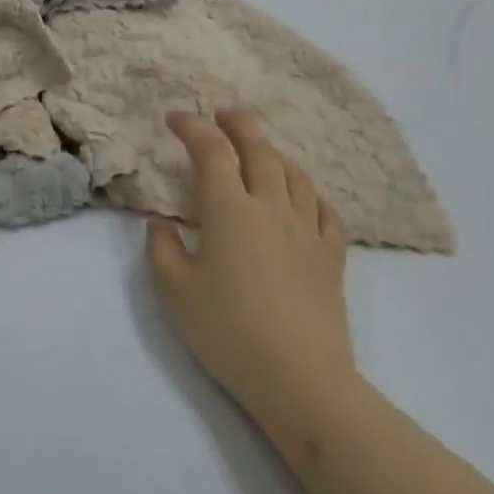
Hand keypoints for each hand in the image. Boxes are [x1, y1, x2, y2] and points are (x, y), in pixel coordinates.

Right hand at [145, 110, 360, 429]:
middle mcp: (272, 207)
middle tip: (222, 114)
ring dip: (275, 154)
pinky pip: (326, 211)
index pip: (211, 151)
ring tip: (260, 153)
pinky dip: (311, 195)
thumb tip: (162, 221)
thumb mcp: (174, 292)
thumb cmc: (228, 332)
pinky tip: (303, 200)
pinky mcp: (332, 257)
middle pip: (260, 149)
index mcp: (230, 210)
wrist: (300, 379)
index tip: (175, 120)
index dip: (192, 127)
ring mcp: (308, 230)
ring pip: (296, 174)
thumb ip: (161, 247)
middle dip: (239, 124)